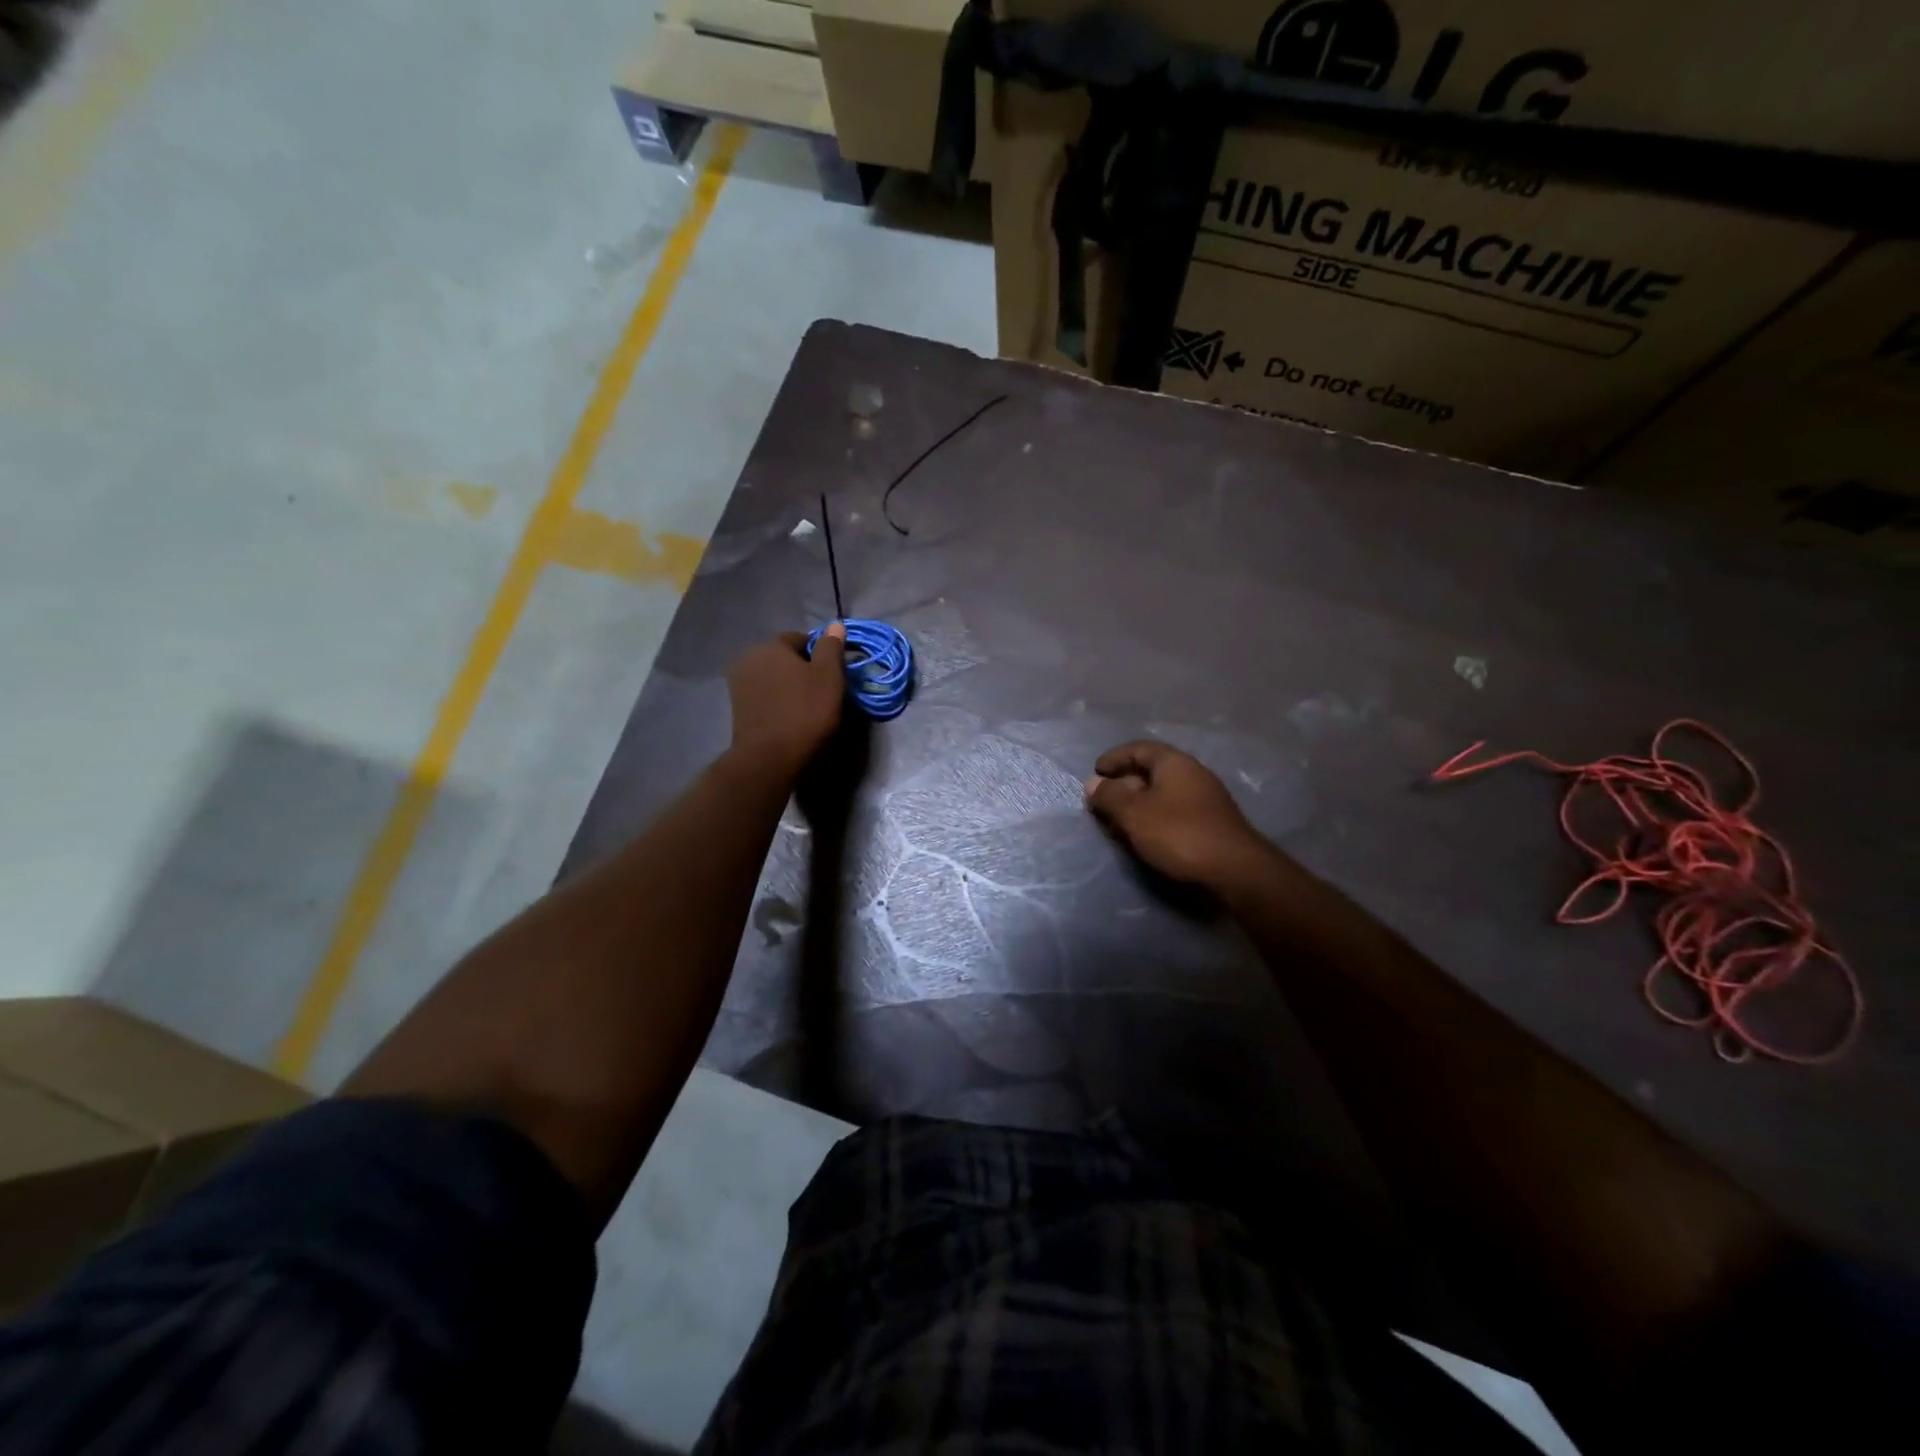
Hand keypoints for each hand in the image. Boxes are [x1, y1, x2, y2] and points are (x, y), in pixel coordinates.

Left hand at [727, 625, 846, 776]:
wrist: (769, 757)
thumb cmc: (805, 712)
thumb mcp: (829, 677)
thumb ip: (831, 647)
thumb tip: (835, 624)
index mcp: (771, 645)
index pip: (800, 638)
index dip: (820, 653)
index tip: (833, 672)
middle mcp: (749, 658)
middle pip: (783, 657)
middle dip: (802, 668)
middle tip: (822, 689)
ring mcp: (738, 684)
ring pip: (773, 677)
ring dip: (788, 685)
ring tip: (807, 705)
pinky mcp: (737, 707)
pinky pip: (764, 695)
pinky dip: (777, 700)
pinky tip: (790, 716)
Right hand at [1085, 741, 1268, 887]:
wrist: (1234, 870)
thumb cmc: (1179, 833)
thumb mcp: (1134, 813)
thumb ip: (1109, 796)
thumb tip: (1093, 784)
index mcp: (1174, 763)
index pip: (1138, 749)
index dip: (1114, 758)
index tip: (1095, 772)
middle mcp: (1192, 774)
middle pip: (1150, 772)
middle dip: (1122, 786)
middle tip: (1101, 803)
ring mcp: (1204, 799)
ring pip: (1161, 795)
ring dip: (1136, 806)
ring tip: (1117, 825)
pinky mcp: (1209, 824)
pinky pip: (1172, 812)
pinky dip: (1152, 819)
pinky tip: (1142, 838)